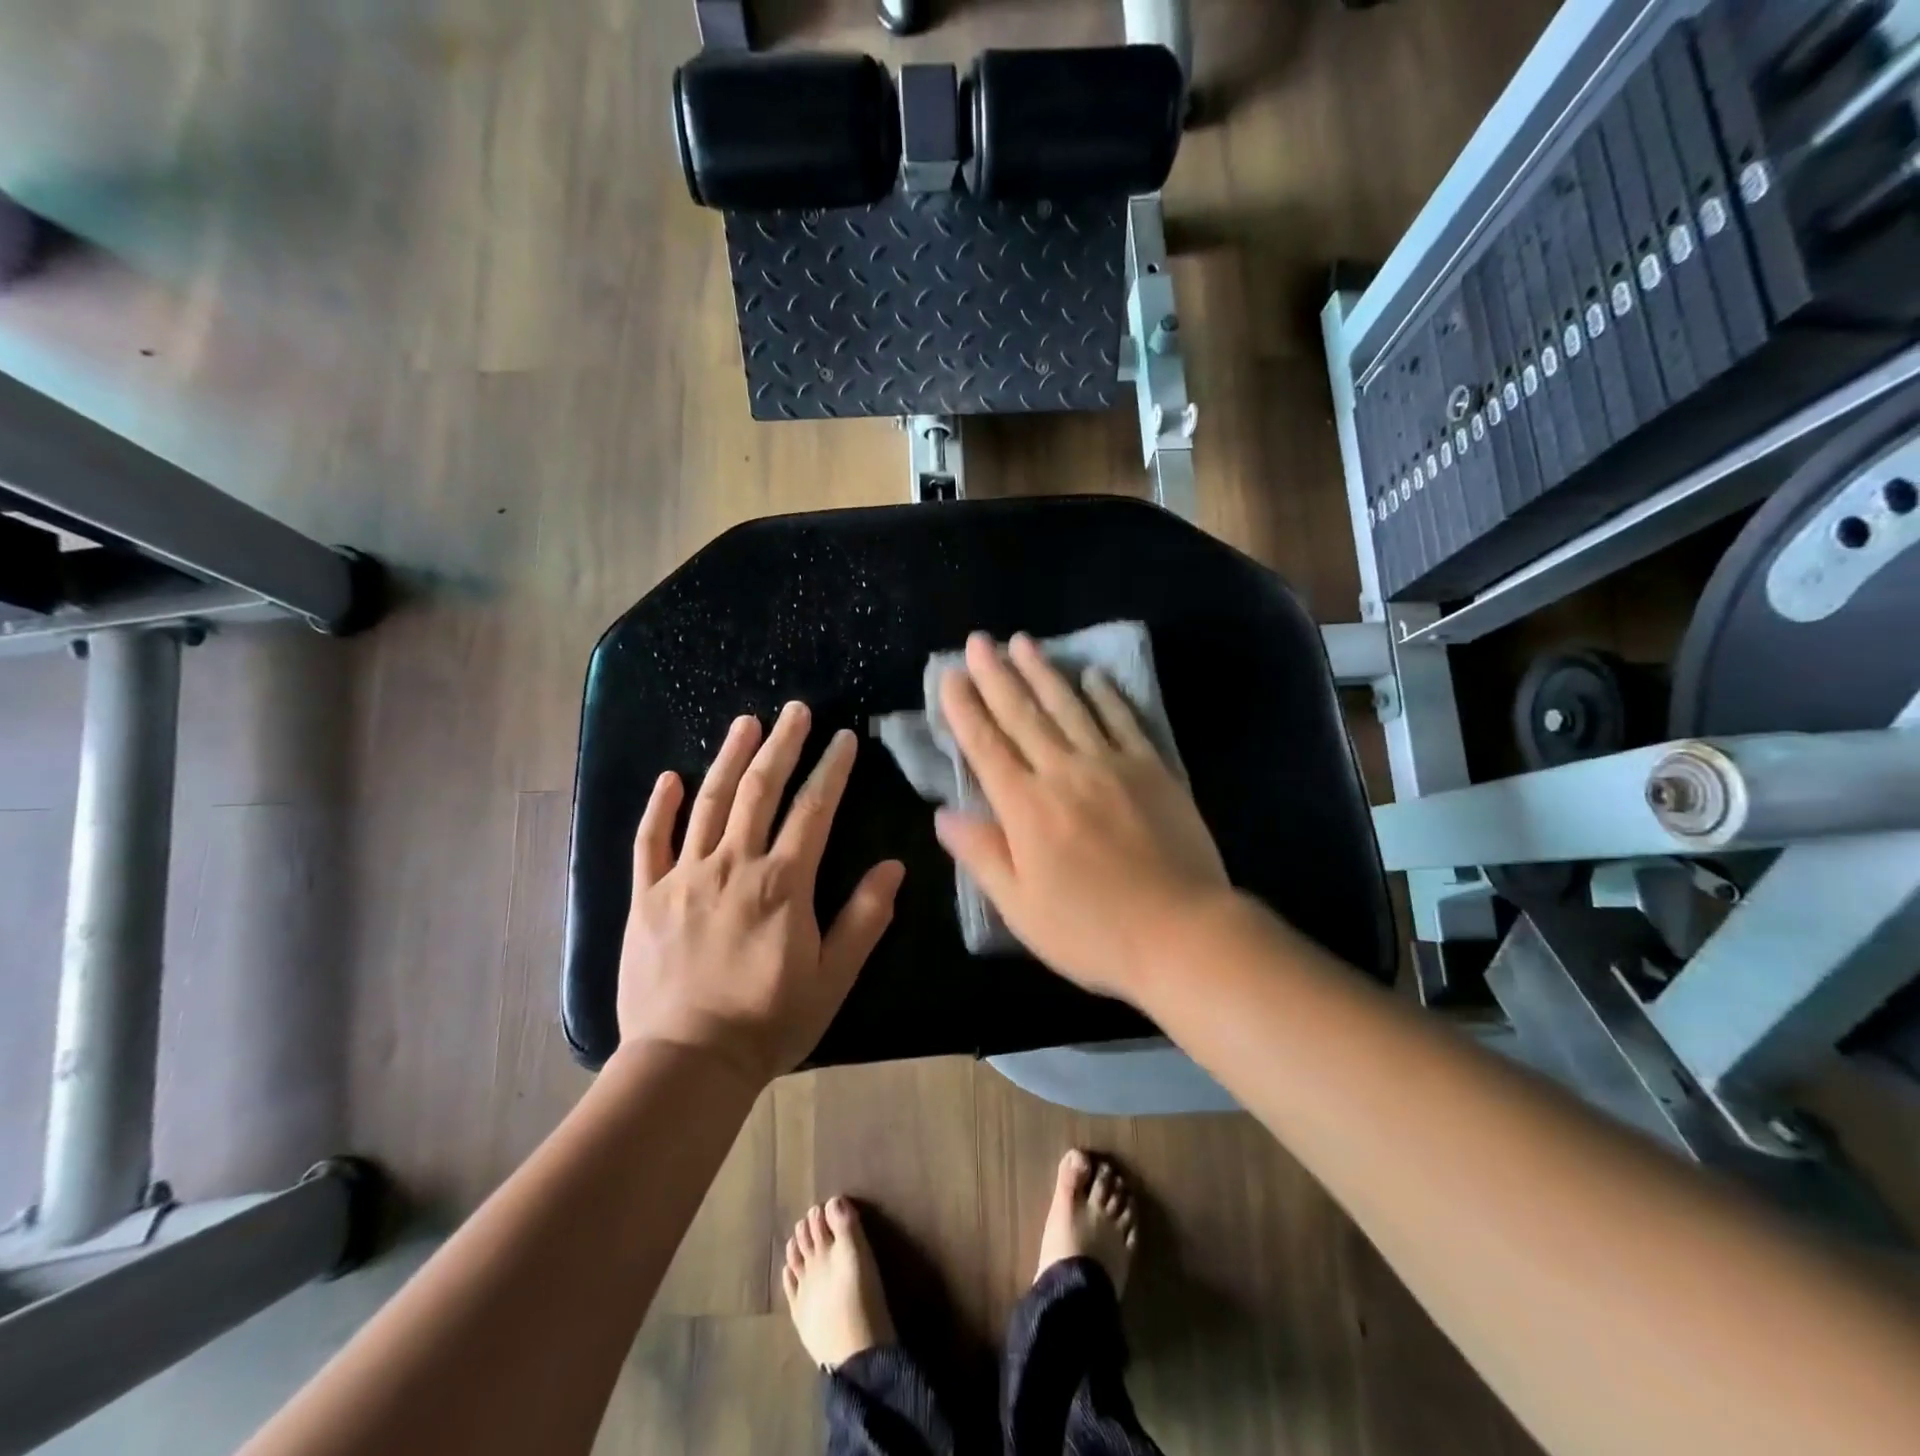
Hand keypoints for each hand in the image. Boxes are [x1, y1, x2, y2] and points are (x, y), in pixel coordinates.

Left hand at [616, 702, 904, 1085]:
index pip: (813, 810)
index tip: (843, 739)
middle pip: (760, 791)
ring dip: (729, 759)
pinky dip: (659, 807)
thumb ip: (864, 918)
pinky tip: (670, 778)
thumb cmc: (768, 1022)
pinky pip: (650, 842)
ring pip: (709, 804)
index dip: (831, 770)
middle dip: (781, 746)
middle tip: (794, 711)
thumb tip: (892, 866)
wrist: (687, 1063)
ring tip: (745, 723)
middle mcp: (733, 866)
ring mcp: (685, 878)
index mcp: (782, 883)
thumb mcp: (833, 977)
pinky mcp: (647, 897)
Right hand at [934, 632, 1229, 1002]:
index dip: (964, 709)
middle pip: (1023, 715)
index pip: (985, 746)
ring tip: (1023, 641)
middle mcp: (1064, 773)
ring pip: (1069, 706)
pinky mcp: (1152, 769)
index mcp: (1026, 808)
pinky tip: (1092, 675)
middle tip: (979, 641)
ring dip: (1043, 671)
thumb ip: (982, 854)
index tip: (949, 676)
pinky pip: (1123, 720)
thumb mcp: (1021, 908)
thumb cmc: (1092, 930)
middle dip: (996, 675)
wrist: (1181, 932)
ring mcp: (1111, 765)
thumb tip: (942, 814)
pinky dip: (1105, 695)